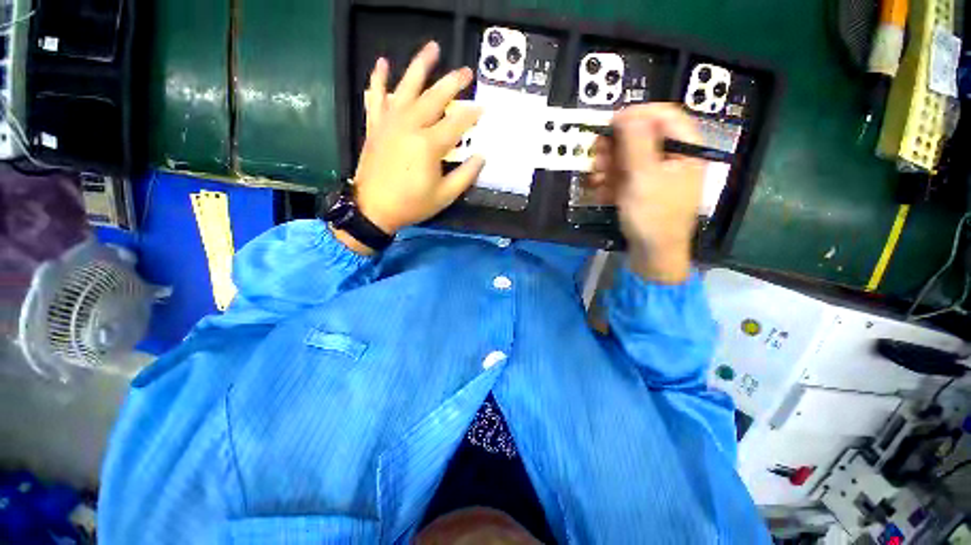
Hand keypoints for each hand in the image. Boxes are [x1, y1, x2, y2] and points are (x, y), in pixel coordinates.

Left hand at [351, 42, 484, 238]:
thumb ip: (466, 174)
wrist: (369, 210)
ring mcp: (390, 123)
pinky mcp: (375, 125)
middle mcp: (410, 126)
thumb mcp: (444, 196)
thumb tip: (482, 156)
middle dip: (454, 82)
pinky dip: (378, 80)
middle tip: (466, 72)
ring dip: (420, 66)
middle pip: (436, 97)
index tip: (483, 108)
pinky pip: (375, 98)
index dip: (473, 113)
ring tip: (431, 48)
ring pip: (407, 88)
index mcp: (429, 144)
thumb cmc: (408, 204)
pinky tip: (382, 62)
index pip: (458, 121)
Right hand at [589, 104, 703, 283]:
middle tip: (599, 153)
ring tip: (597, 175)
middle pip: (645, 131)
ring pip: (632, 149)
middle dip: (618, 141)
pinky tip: (601, 187)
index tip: (616, 123)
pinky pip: (628, 169)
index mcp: (686, 151)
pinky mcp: (647, 185)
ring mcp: (661, 171)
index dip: (641, 113)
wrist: (654, 261)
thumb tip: (628, 111)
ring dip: (609, 159)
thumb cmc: (655, 219)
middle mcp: (675, 156)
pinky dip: (613, 175)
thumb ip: (636, 139)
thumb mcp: (645, 176)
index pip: (667, 114)